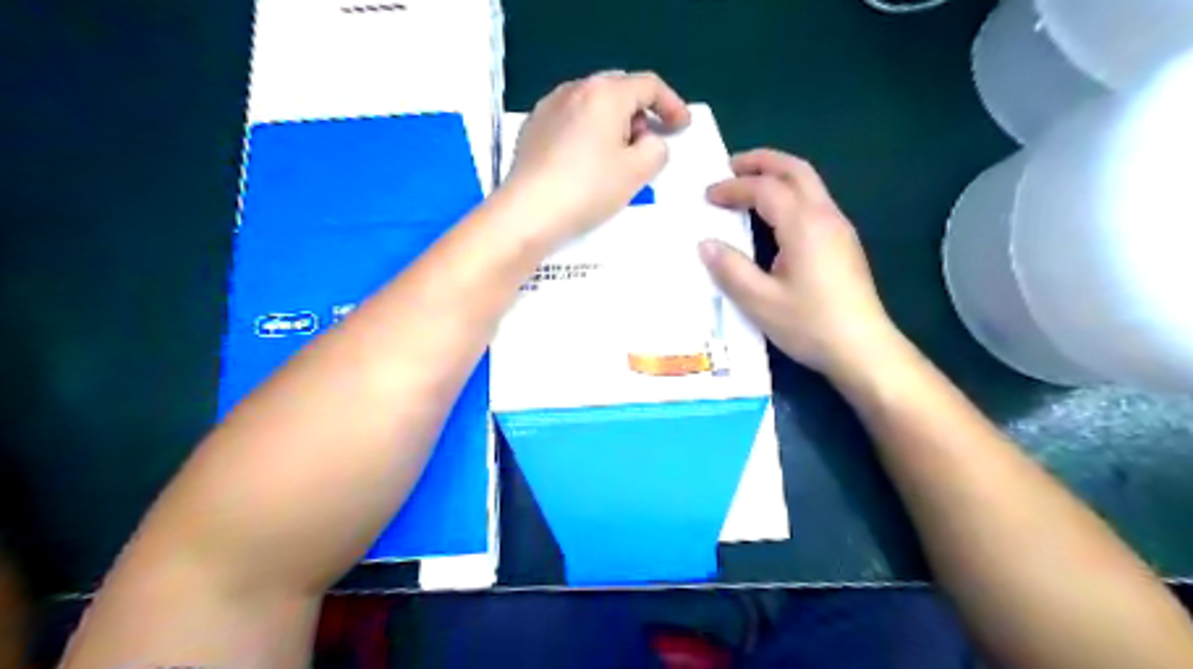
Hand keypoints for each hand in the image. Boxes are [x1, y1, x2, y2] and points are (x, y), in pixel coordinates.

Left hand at [499, 71, 690, 247]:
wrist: (529, 212)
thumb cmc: (589, 189)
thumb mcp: (637, 172)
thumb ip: (656, 149)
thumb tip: (648, 142)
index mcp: (605, 94)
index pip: (648, 85)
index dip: (671, 104)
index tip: (682, 127)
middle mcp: (574, 89)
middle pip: (618, 90)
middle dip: (640, 113)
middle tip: (647, 143)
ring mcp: (548, 107)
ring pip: (592, 105)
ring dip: (613, 123)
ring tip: (616, 156)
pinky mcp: (532, 128)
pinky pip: (570, 120)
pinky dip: (587, 132)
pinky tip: (586, 161)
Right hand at [701, 152, 905, 381]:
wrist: (863, 348)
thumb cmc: (809, 324)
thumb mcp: (760, 301)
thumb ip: (730, 269)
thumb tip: (705, 244)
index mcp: (804, 225)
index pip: (765, 189)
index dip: (733, 187)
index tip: (707, 197)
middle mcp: (825, 216)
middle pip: (795, 169)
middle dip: (761, 162)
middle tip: (730, 166)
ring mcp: (839, 228)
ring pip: (809, 183)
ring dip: (777, 175)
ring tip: (748, 185)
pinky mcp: (844, 242)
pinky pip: (814, 201)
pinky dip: (789, 193)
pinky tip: (774, 216)